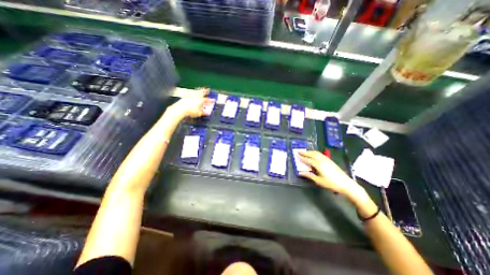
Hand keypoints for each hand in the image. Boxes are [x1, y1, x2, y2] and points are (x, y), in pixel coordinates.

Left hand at [171, 88, 214, 117]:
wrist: (180, 109)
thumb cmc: (190, 111)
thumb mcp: (199, 113)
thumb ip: (203, 112)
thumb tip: (207, 113)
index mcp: (200, 100)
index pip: (207, 100)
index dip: (211, 100)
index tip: (214, 100)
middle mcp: (196, 97)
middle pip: (202, 92)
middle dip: (205, 91)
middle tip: (208, 89)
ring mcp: (191, 96)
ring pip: (196, 92)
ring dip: (200, 90)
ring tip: (202, 89)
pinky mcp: (186, 97)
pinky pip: (191, 94)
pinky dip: (194, 93)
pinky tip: (193, 94)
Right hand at [298, 150, 366, 201]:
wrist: (346, 184)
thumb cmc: (332, 184)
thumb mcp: (319, 181)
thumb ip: (310, 176)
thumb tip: (301, 173)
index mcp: (319, 165)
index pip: (308, 160)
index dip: (302, 157)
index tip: (297, 155)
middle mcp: (322, 160)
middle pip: (312, 154)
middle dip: (305, 152)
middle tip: (299, 151)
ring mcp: (327, 159)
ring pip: (317, 153)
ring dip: (310, 151)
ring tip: (305, 152)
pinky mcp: (330, 160)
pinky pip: (320, 154)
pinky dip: (315, 153)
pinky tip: (314, 154)